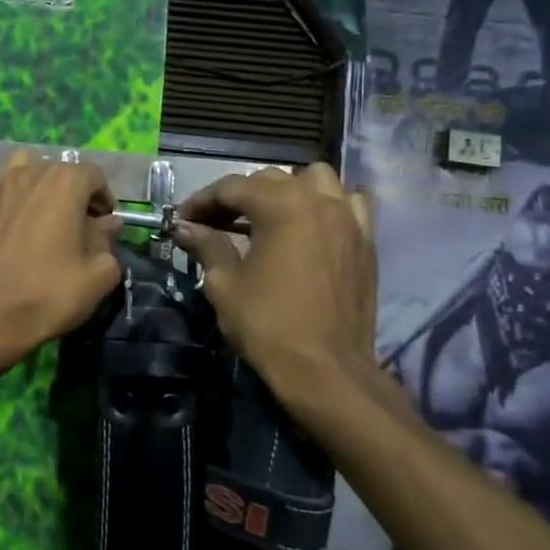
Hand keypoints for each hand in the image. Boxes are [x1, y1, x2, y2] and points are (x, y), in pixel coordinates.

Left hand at [0, 153, 123, 364]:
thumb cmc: (48, 295)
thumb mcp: (98, 275)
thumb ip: (109, 241)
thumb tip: (109, 224)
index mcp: (66, 183)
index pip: (94, 176)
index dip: (105, 199)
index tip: (105, 227)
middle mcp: (30, 173)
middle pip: (59, 169)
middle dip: (73, 192)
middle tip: (77, 227)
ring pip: (20, 164)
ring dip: (35, 179)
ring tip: (40, 210)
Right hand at [173, 164, 378, 403]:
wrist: (327, 370)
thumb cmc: (269, 324)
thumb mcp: (225, 284)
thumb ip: (207, 246)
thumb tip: (184, 228)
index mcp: (281, 205)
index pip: (232, 187)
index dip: (202, 201)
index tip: (183, 219)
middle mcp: (318, 200)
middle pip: (271, 179)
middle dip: (239, 196)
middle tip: (215, 224)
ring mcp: (348, 218)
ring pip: (315, 181)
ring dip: (286, 191)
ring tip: (267, 217)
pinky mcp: (366, 240)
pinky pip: (347, 204)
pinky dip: (325, 206)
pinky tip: (309, 228)